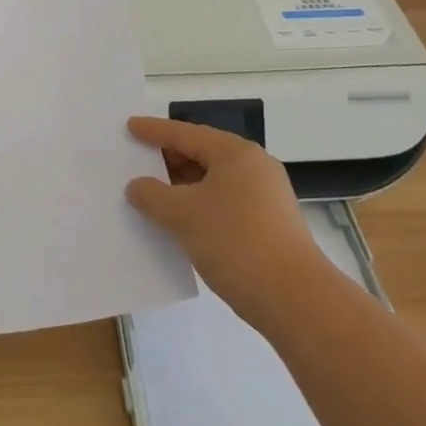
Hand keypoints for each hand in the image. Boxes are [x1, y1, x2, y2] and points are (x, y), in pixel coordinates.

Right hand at [124, 116, 327, 327]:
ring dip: (182, 187)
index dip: (154, 131)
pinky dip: (199, 206)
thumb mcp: (183, 215)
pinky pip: (224, 202)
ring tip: (152, 194)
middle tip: (136, 162)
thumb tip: (137, 186)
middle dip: (168, 159)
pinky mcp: (269, 223)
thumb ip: (153, 195)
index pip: (185, 133)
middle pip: (202, 154)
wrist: (295, 299)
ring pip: (213, 181)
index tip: (130, 126)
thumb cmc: (235, 242)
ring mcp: (265, 196)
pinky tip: (180, 222)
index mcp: (235, 153)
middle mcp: (254, 166)